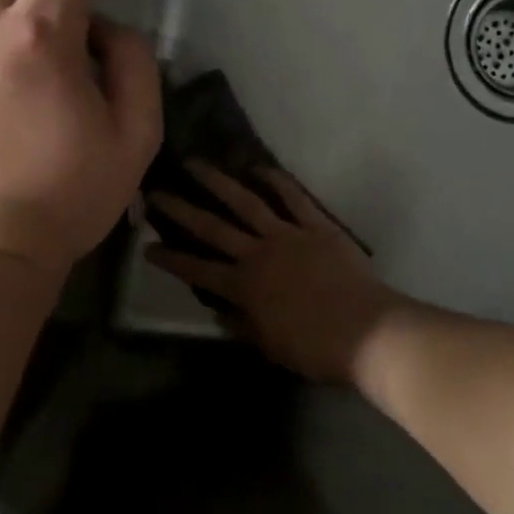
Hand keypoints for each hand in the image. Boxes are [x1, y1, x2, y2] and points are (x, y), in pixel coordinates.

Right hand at [146, 163, 402, 383]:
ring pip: (247, 203)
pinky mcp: (318, 226)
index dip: (170, 259)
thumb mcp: (270, 346)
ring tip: (196, 164)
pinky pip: (294, 198)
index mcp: (244, 288)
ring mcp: (289, 235)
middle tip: (156, 191)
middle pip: (212, 228)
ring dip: (219, 182)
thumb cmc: (315, 348)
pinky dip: (277, 181)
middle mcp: (259, 254)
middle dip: (181, 210)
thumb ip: (243, 326)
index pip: (197, 270)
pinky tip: (260, 168)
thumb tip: (222, 314)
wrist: (366, 331)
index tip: (146, 245)